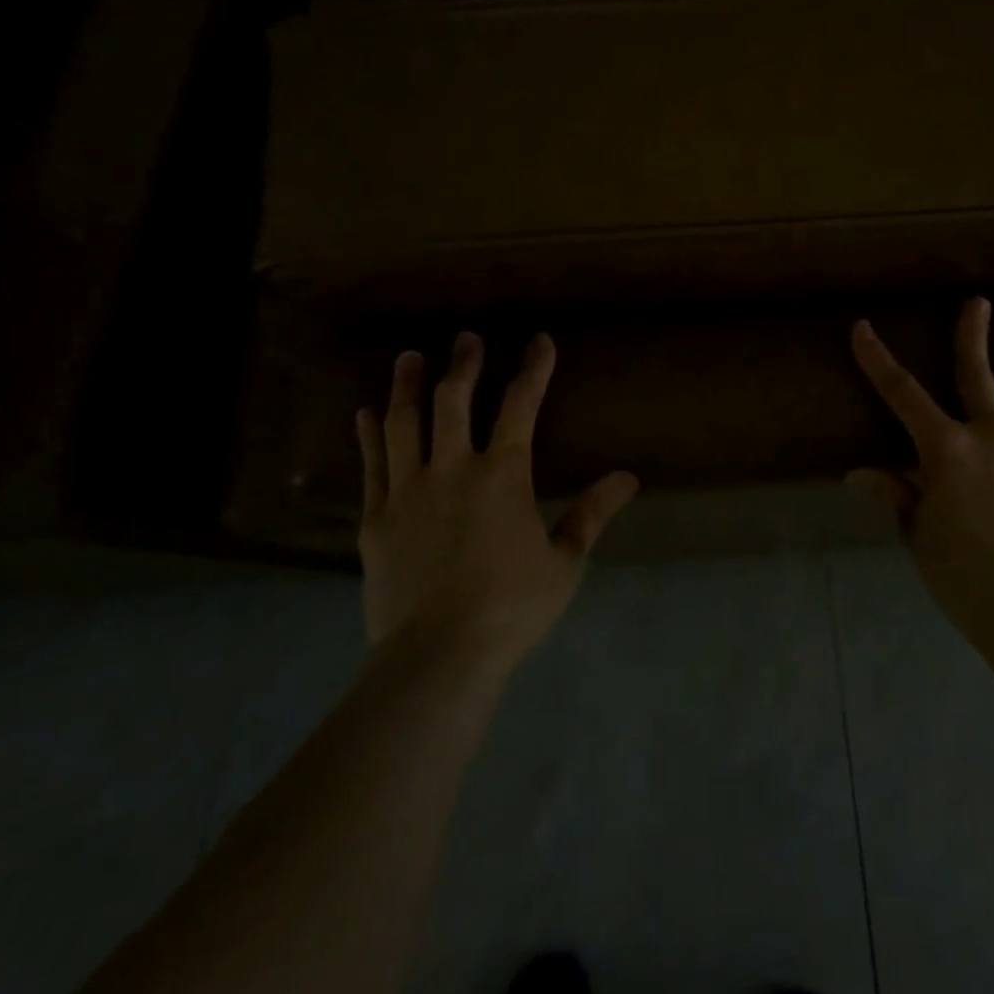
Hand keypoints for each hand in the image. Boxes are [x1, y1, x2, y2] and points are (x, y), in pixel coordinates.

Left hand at [355, 331, 638, 667]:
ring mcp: (408, 491)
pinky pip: (371, 465)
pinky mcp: (376, 519)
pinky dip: (369, 435)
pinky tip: (365, 414)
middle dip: (463, 364)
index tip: (539, 341)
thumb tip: (628, 477)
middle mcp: (453, 468)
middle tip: (465, 337)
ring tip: (409, 357)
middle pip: (455, 401)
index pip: (521, 406)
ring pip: (405, 424)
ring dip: (408, 386)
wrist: (438, 655)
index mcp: (503, 475)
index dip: (533, 369)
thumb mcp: (563, 562)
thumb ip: (592, 514)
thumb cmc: (511, 607)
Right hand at [849, 298, 993, 647]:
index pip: (901, 393)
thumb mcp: (918, 535)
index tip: (863, 329)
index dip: (878, 360)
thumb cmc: (964, 575)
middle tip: (978, 301)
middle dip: (973, 336)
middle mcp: (991, 436)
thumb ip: (895, 495)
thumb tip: (858, 474)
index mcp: (946, 449)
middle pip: (977, 375)